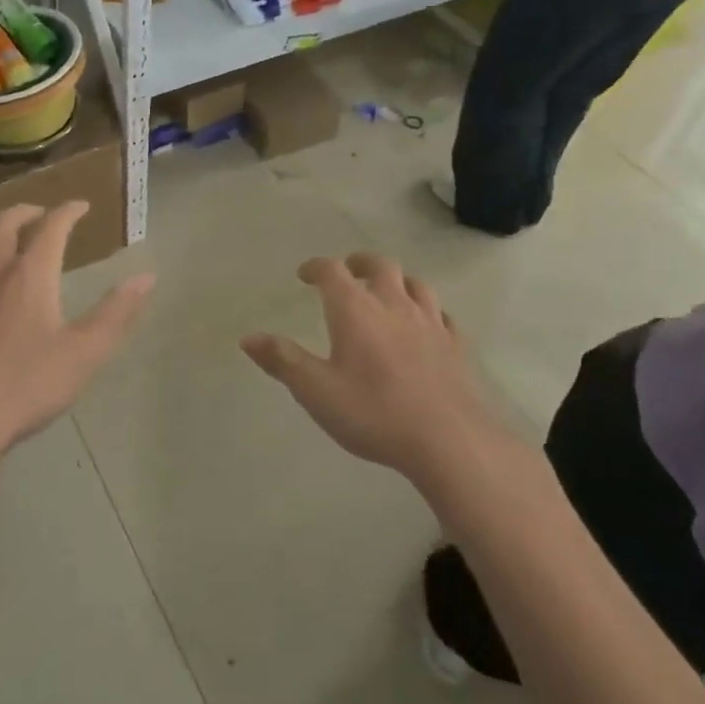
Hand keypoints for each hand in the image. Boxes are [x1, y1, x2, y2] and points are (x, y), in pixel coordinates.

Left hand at [0, 202, 153, 466]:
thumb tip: (146, 277)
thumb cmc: (27, 387)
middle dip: (27, 211)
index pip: (52, 227)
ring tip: (5, 236)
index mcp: (30, 275)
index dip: (68, 211)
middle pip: (5, 224)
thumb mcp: (84, 354)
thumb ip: (116, 313)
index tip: (81, 205)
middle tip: (43, 214)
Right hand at [240, 254, 506, 487]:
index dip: (316, 267)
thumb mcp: (316, 391)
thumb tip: (248, 338)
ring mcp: (430, 322)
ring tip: (387, 291)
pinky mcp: (456, 345)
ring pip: (415, 284)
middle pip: (379, 266)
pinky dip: (429, 311)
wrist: (449, 440)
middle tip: (349, 271)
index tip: (304, 274)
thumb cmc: (374, 413)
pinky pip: (442, 315)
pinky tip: (427, 325)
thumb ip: (283, 360)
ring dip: (397, 280)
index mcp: (355, 310)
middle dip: (359, 263)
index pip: (332, 271)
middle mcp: (393, 304)